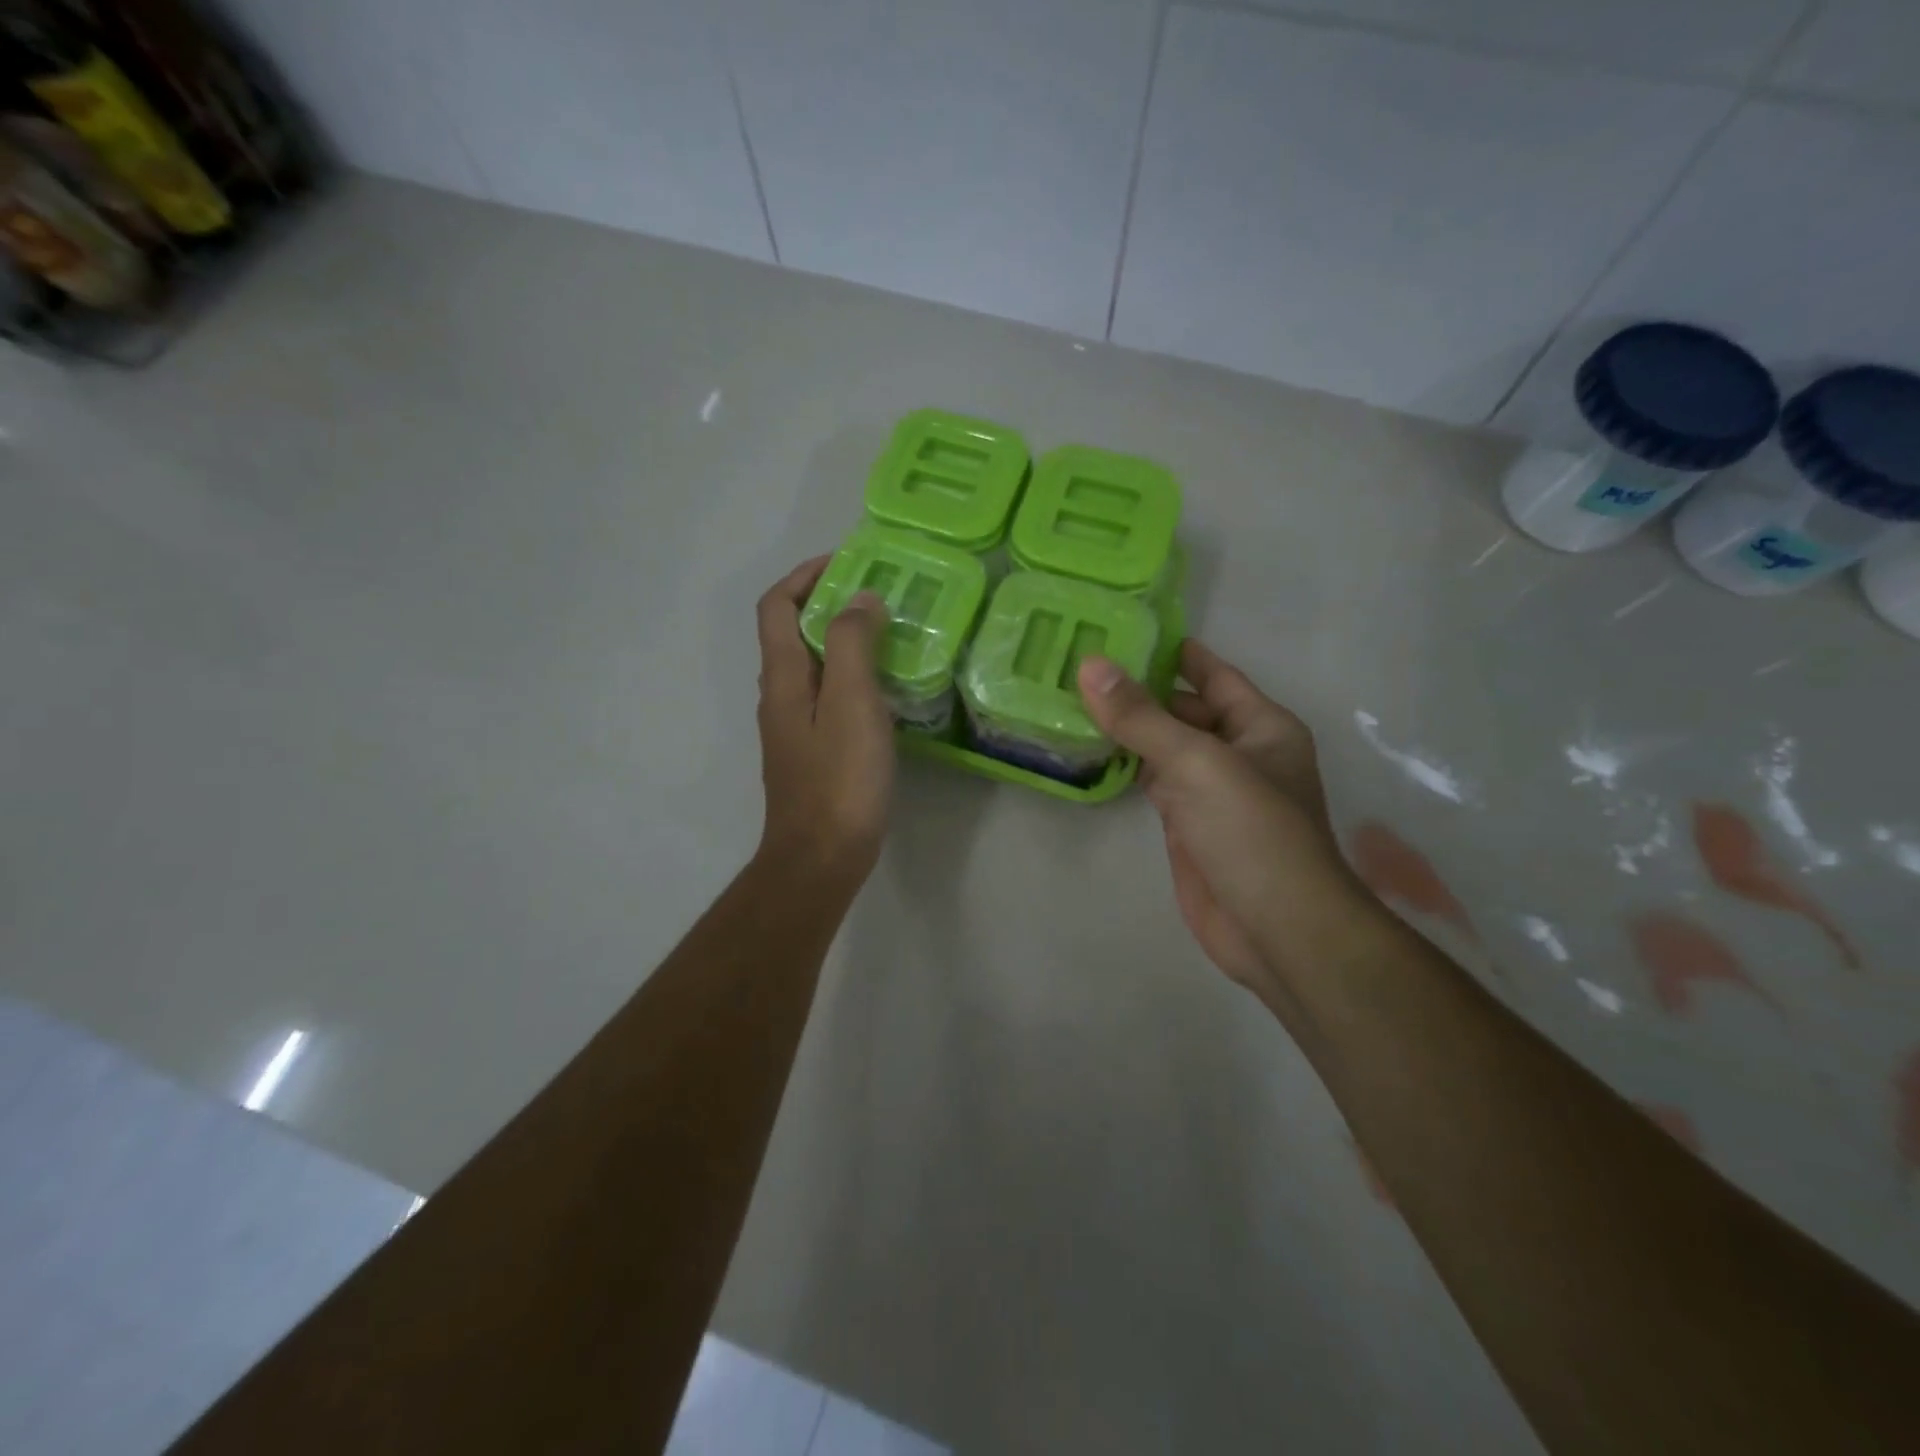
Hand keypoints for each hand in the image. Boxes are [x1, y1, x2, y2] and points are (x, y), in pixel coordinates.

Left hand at [755, 557, 895, 885]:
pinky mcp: (812, 752)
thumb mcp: (850, 702)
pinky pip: (827, 697)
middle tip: (878, 596)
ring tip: (888, 635)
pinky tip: (885, 690)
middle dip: (828, 603)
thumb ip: (851, 644)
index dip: (803, 576)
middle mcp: (779, 696)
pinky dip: (850, 677)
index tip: (845, 562)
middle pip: (792, 633)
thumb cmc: (839, 779)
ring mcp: (794, 728)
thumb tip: (858, 599)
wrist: (820, 858)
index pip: (776, 607)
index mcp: (782, 677)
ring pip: (812, 666)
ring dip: (842, 640)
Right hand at [1078, 641, 1362, 1002]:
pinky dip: (1123, 765)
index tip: (1122, 626)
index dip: (1172, 650)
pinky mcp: (1186, 824)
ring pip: (1163, 746)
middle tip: (1078, 662)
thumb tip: (1090, 665)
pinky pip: (1151, 781)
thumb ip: (1141, 716)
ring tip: (1070, 696)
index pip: (1212, 674)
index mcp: (1259, 725)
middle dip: (1138, 688)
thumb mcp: (1197, 763)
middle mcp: (1237, 751)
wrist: (1275, 929)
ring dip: (1126, 727)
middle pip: (1183, 708)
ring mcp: (1210, 791)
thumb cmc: (1252, 832)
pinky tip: (1088, 749)